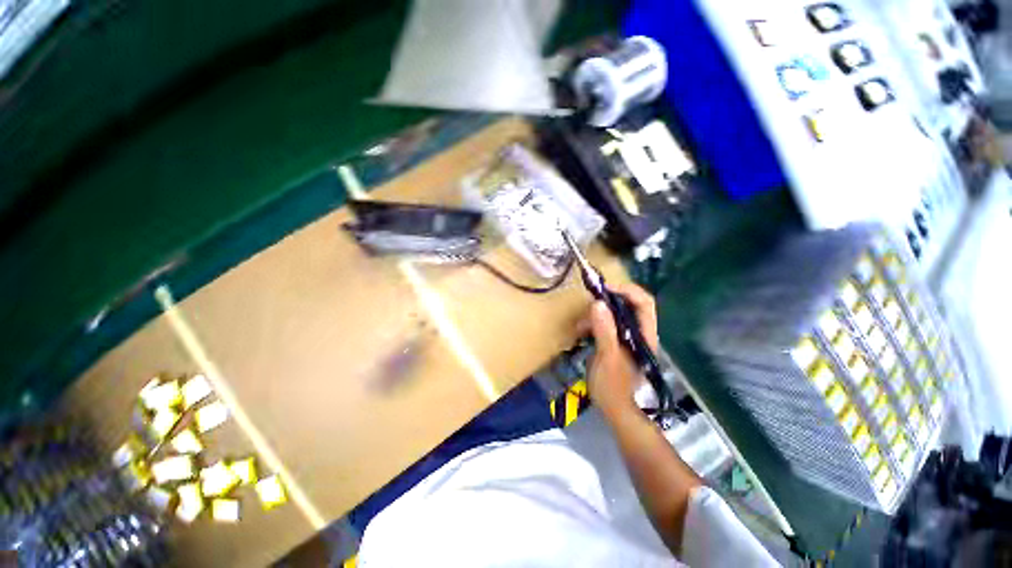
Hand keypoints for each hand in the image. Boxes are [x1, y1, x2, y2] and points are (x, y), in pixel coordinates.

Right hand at [584, 283, 658, 418]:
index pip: (644, 302)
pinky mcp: (616, 341)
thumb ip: (604, 330)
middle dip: (606, 303)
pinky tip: (582, 331)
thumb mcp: (607, 356)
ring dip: (596, 315)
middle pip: (627, 305)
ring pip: (614, 314)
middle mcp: (639, 332)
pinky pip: (605, 323)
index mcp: (644, 334)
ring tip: (580, 326)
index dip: (627, 290)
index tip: (604, 289)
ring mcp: (627, 337)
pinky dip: (593, 323)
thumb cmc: (613, 386)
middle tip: (588, 308)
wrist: (614, 409)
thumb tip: (598, 304)